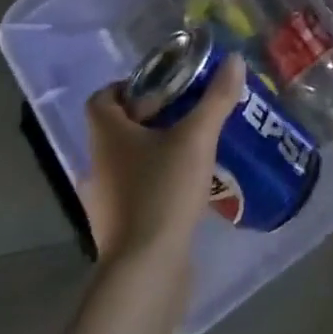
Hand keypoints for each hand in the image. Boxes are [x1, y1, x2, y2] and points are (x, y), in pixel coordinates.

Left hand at [80, 53, 244, 266]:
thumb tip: (234, 59)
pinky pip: (136, 192)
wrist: (145, 274)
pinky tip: (188, 186)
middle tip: (188, 111)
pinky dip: (157, 182)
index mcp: (107, 137)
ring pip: (128, 162)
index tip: (163, 86)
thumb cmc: (163, 192)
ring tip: (194, 147)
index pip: (102, 98)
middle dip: (152, 117)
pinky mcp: (119, 230)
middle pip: (118, 129)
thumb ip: (216, 98)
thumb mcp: (197, 138)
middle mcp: (97, 166)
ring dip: (156, 151)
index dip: (128, 86)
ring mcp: (105, 202)